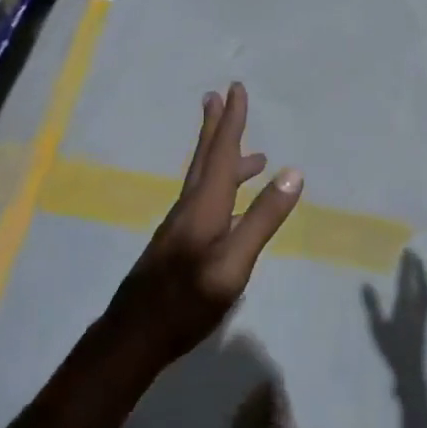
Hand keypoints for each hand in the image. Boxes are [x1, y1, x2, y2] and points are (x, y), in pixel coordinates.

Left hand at [108, 83, 302, 366]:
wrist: (133, 337)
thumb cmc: (187, 301)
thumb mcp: (234, 263)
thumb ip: (263, 218)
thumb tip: (293, 172)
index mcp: (204, 205)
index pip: (222, 153)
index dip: (231, 121)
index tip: (235, 89)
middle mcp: (190, 207)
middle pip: (205, 159)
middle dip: (216, 128)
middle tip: (217, 97)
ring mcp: (181, 227)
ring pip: (205, 181)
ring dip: (224, 160)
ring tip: (254, 157)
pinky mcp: (179, 245)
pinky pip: (205, 200)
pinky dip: (223, 188)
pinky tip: (233, 206)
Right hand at [364, 254, 426, 390]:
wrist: (411, 371)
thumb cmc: (391, 350)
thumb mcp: (377, 328)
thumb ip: (372, 305)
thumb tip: (365, 284)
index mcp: (405, 306)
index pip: (406, 280)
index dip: (406, 265)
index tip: (406, 250)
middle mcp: (418, 307)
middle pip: (419, 281)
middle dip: (417, 266)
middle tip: (413, 252)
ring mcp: (424, 314)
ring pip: (426, 289)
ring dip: (423, 275)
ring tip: (419, 266)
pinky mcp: (426, 321)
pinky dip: (426, 287)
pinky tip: (423, 289)